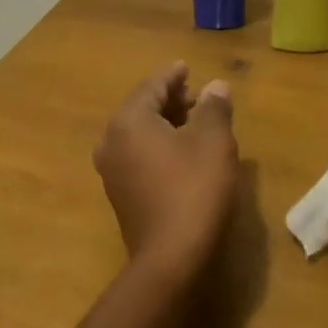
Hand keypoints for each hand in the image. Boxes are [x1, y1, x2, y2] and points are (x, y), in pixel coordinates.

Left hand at [95, 63, 239, 277]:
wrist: (171, 260)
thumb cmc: (194, 190)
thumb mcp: (214, 142)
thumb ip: (213, 108)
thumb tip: (215, 86)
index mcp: (129, 121)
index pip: (152, 87)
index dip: (172, 76)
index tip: (186, 67)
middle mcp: (111, 141)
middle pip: (142, 109)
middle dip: (170, 100)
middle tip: (197, 95)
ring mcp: (112, 171)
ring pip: (139, 134)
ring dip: (166, 123)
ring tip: (195, 122)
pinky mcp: (120, 195)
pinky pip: (138, 156)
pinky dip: (158, 146)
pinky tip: (182, 153)